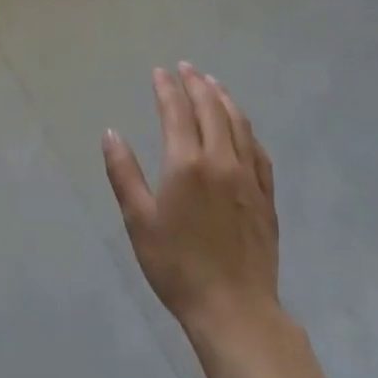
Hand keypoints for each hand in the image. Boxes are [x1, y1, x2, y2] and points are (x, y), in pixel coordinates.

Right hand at [103, 63, 280, 337]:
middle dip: (196, 84)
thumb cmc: (176, 266)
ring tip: (213, 83)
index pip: (176, 111)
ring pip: (238, 124)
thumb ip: (124, 173)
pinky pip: (258, 151)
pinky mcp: (266, 196)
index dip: (166, 88)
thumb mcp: (138, 221)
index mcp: (186, 163)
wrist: (234, 309)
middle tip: (186, 68)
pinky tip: (242, 127)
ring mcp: (249, 177)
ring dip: (224, 99)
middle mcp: (221, 160)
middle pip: (211, 109)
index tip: (159, 72)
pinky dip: (247, 129)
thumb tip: (111, 133)